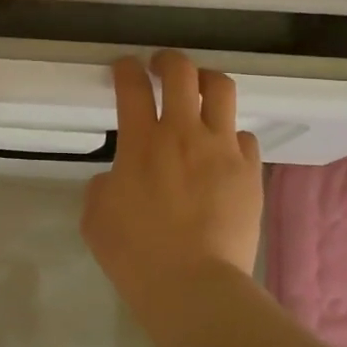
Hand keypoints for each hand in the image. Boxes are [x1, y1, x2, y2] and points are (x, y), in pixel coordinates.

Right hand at [81, 51, 263, 306]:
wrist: (194, 285)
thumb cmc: (135, 255)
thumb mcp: (96, 217)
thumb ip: (104, 185)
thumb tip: (119, 178)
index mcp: (141, 142)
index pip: (132, 86)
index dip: (126, 69)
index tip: (125, 67)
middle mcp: (184, 134)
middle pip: (182, 73)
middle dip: (169, 60)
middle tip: (162, 66)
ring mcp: (222, 150)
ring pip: (222, 91)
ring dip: (206, 83)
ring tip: (200, 92)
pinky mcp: (250, 171)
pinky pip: (244, 137)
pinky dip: (230, 136)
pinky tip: (223, 150)